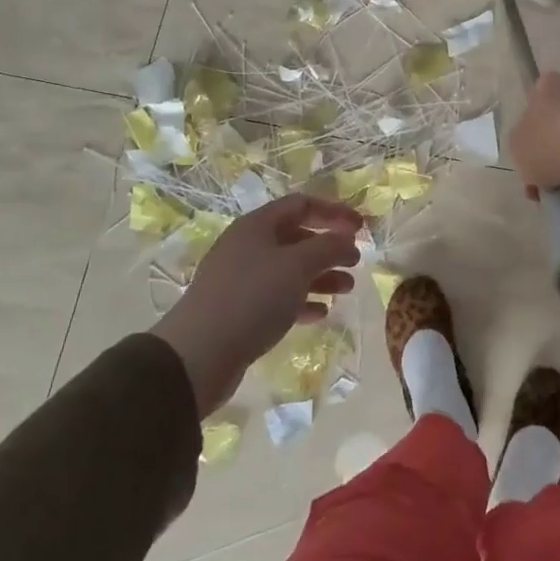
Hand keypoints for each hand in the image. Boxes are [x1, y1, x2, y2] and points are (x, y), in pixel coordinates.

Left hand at [152, 194, 361, 416]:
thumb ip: (328, 247)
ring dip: (320, 276)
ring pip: (289, 269)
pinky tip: (320, 313)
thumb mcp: (297, 266)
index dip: (333, 212)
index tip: (360, 228)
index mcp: (257, 226)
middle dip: (329, 248)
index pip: (301, 205)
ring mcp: (241, 279)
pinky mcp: (238, 310)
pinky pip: (277, 297)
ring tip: (346, 289)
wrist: (198, 356)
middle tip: (355, 261)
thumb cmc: (252, 298)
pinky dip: (302, 300)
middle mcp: (247, 247)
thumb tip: (347, 238)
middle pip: (296, 237)